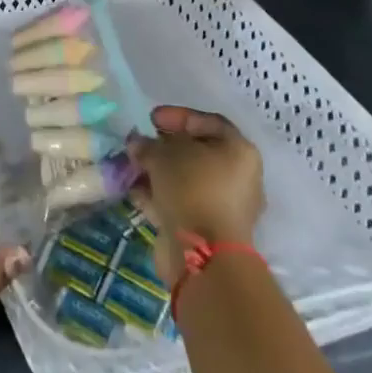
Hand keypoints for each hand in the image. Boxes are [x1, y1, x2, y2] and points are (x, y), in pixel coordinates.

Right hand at [127, 105, 264, 284]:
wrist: (203, 255)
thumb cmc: (191, 189)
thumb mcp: (163, 155)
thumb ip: (148, 144)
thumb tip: (138, 144)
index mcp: (239, 151)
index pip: (208, 122)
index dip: (177, 116)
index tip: (150, 119)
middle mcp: (239, 177)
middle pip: (197, 152)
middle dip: (164, 147)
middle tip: (140, 145)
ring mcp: (225, 206)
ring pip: (187, 180)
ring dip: (158, 172)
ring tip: (132, 169)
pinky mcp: (210, 230)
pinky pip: (183, 203)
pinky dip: (160, 196)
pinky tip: (136, 193)